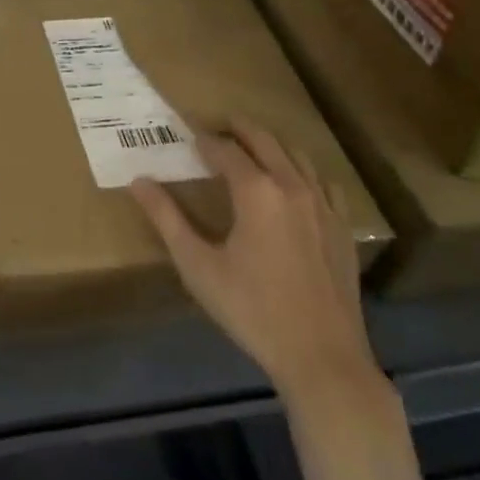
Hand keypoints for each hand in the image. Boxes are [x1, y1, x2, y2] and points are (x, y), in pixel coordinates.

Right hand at [131, 121, 376, 402]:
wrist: (321, 356)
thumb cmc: (251, 310)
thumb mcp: (198, 266)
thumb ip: (166, 218)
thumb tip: (138, 181)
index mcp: (255, 190)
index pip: (225, 149)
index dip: (204, 139)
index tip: (188, 132)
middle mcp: (291, 185)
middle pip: (264, 140)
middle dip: (239, 128)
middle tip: (219, 123)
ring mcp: (323, 204)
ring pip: (297, 155)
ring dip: (272, 145)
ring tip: (253, 147)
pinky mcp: (342, 227)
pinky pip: (324, 183)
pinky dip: (304, 171)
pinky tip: (296, 184)